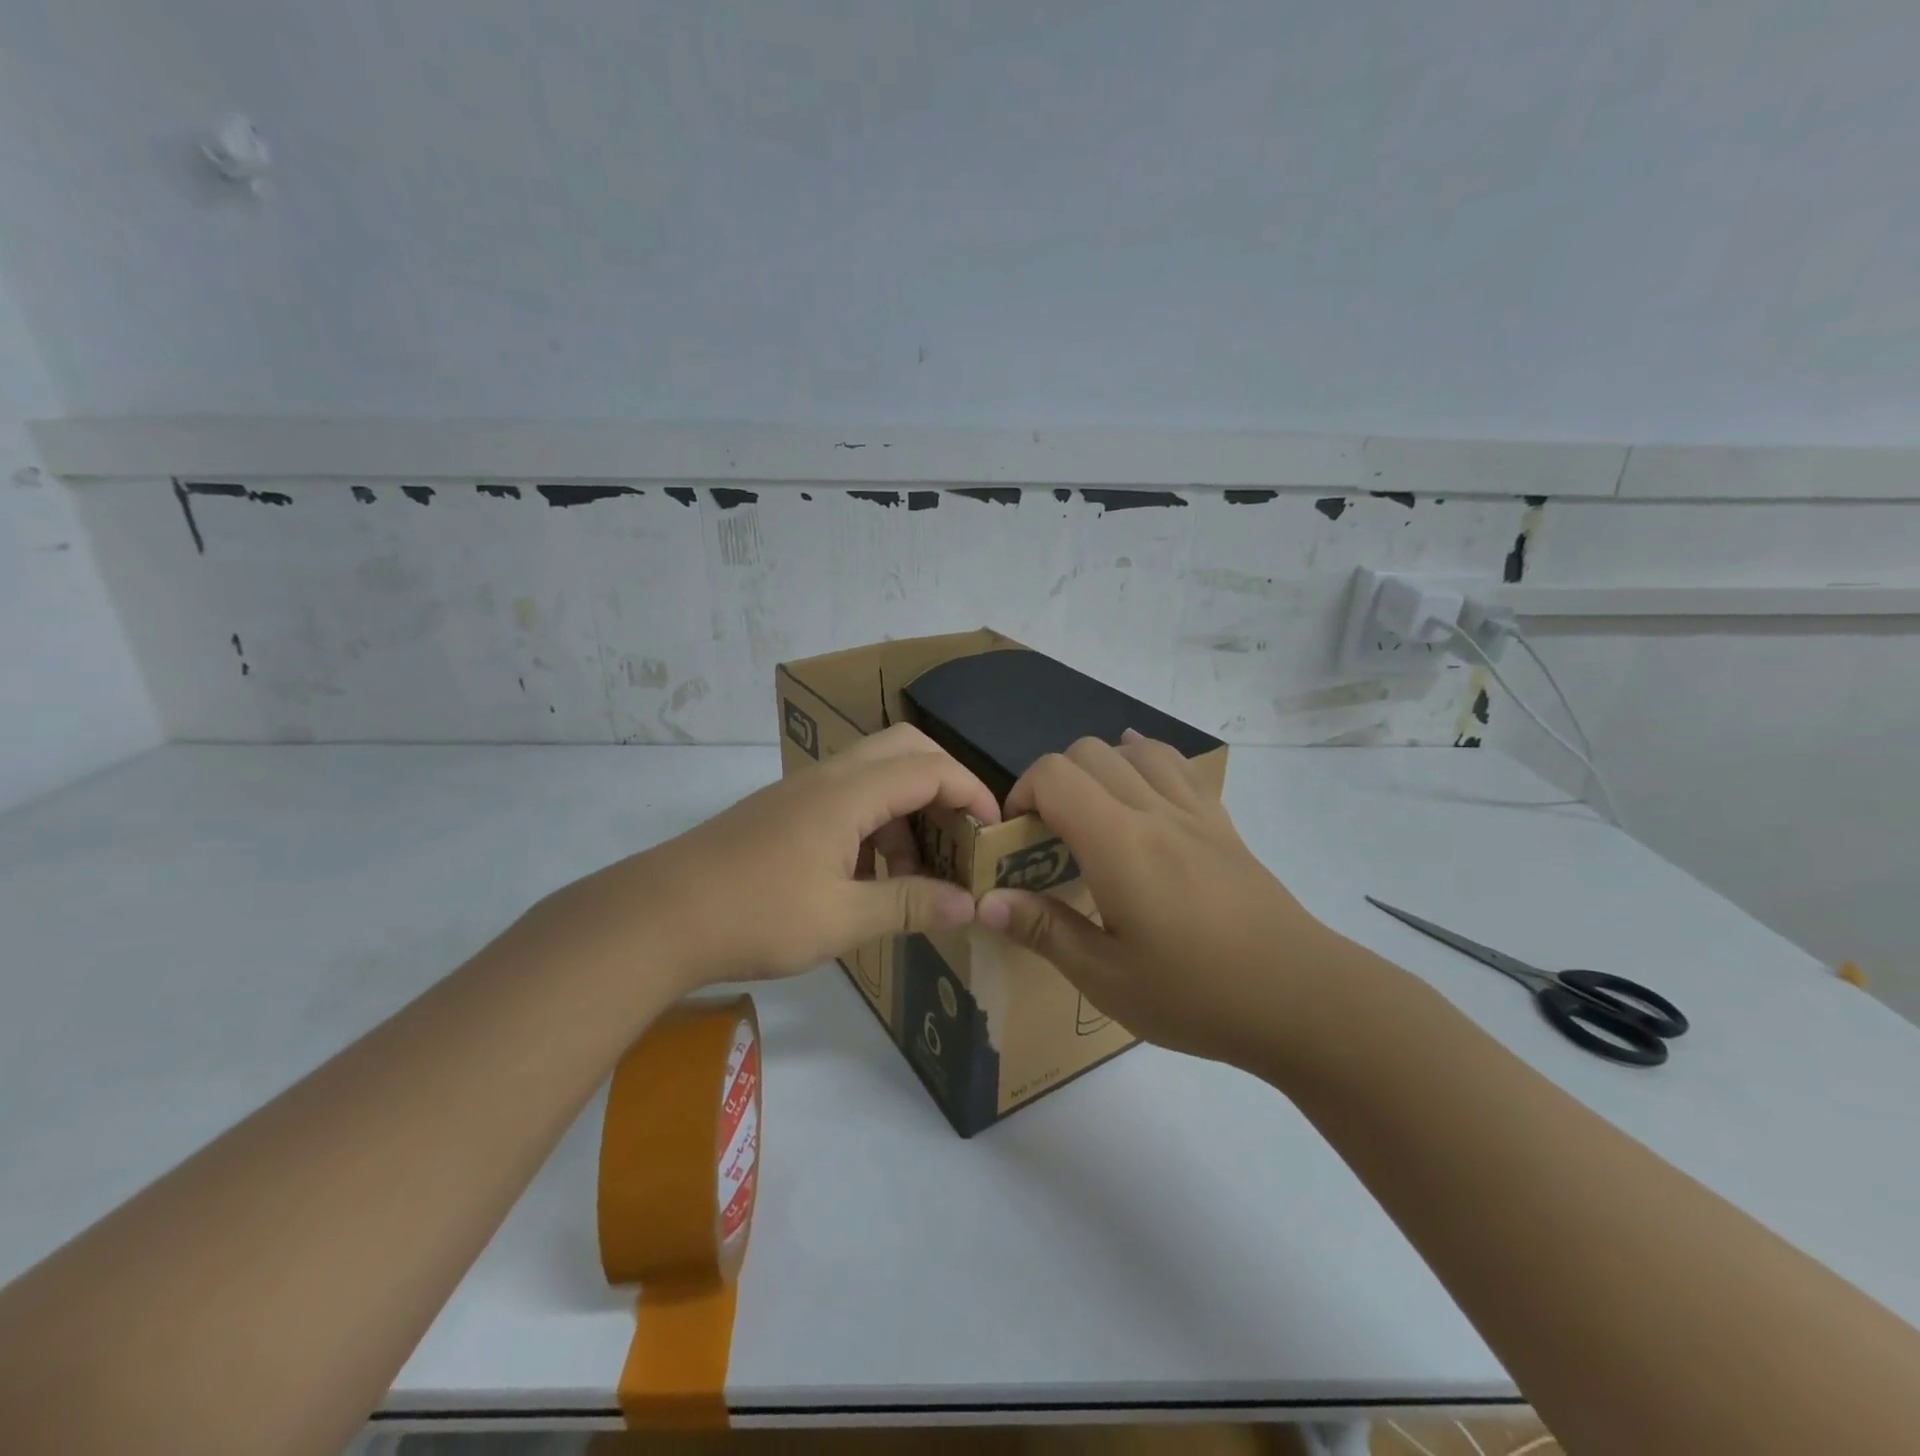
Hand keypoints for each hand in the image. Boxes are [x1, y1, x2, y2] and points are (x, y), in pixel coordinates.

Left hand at [529, 724, 999, 994]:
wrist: (658, 916)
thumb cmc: (757, 915)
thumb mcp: (843, 919)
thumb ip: (910, 905)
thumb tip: (968, 905)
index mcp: (848, 793)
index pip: (930, 769)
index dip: (972, 794)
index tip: (994, 834)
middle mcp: (828, 777)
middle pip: (904, 749)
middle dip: (943, 784)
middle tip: (958, 835)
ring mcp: (801, 791)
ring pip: (874, 772)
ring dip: (906, 809)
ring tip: (911, 872)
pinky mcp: (783, 810)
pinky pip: (846, 797)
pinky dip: (874, 822)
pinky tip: (865, 876)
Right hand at [976, 731, 1337, 1071]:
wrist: (1303, 998)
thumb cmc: (1198, 994)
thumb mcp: (1107, 979)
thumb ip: (1044, 931)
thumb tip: (986, 902)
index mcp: (1118, 843)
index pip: (1054, 775)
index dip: (1021, 794)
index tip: (1015, 839)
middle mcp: (1153, 810)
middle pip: (1087, 751)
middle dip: (1051, 781)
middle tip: (1048, 836)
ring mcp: (1193, 812)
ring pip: (1132, 750)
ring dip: (1097, 768)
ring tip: (1091, 813)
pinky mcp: (1221, 824)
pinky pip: (1178, 766)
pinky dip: (1144, 760)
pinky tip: (1139, 781)